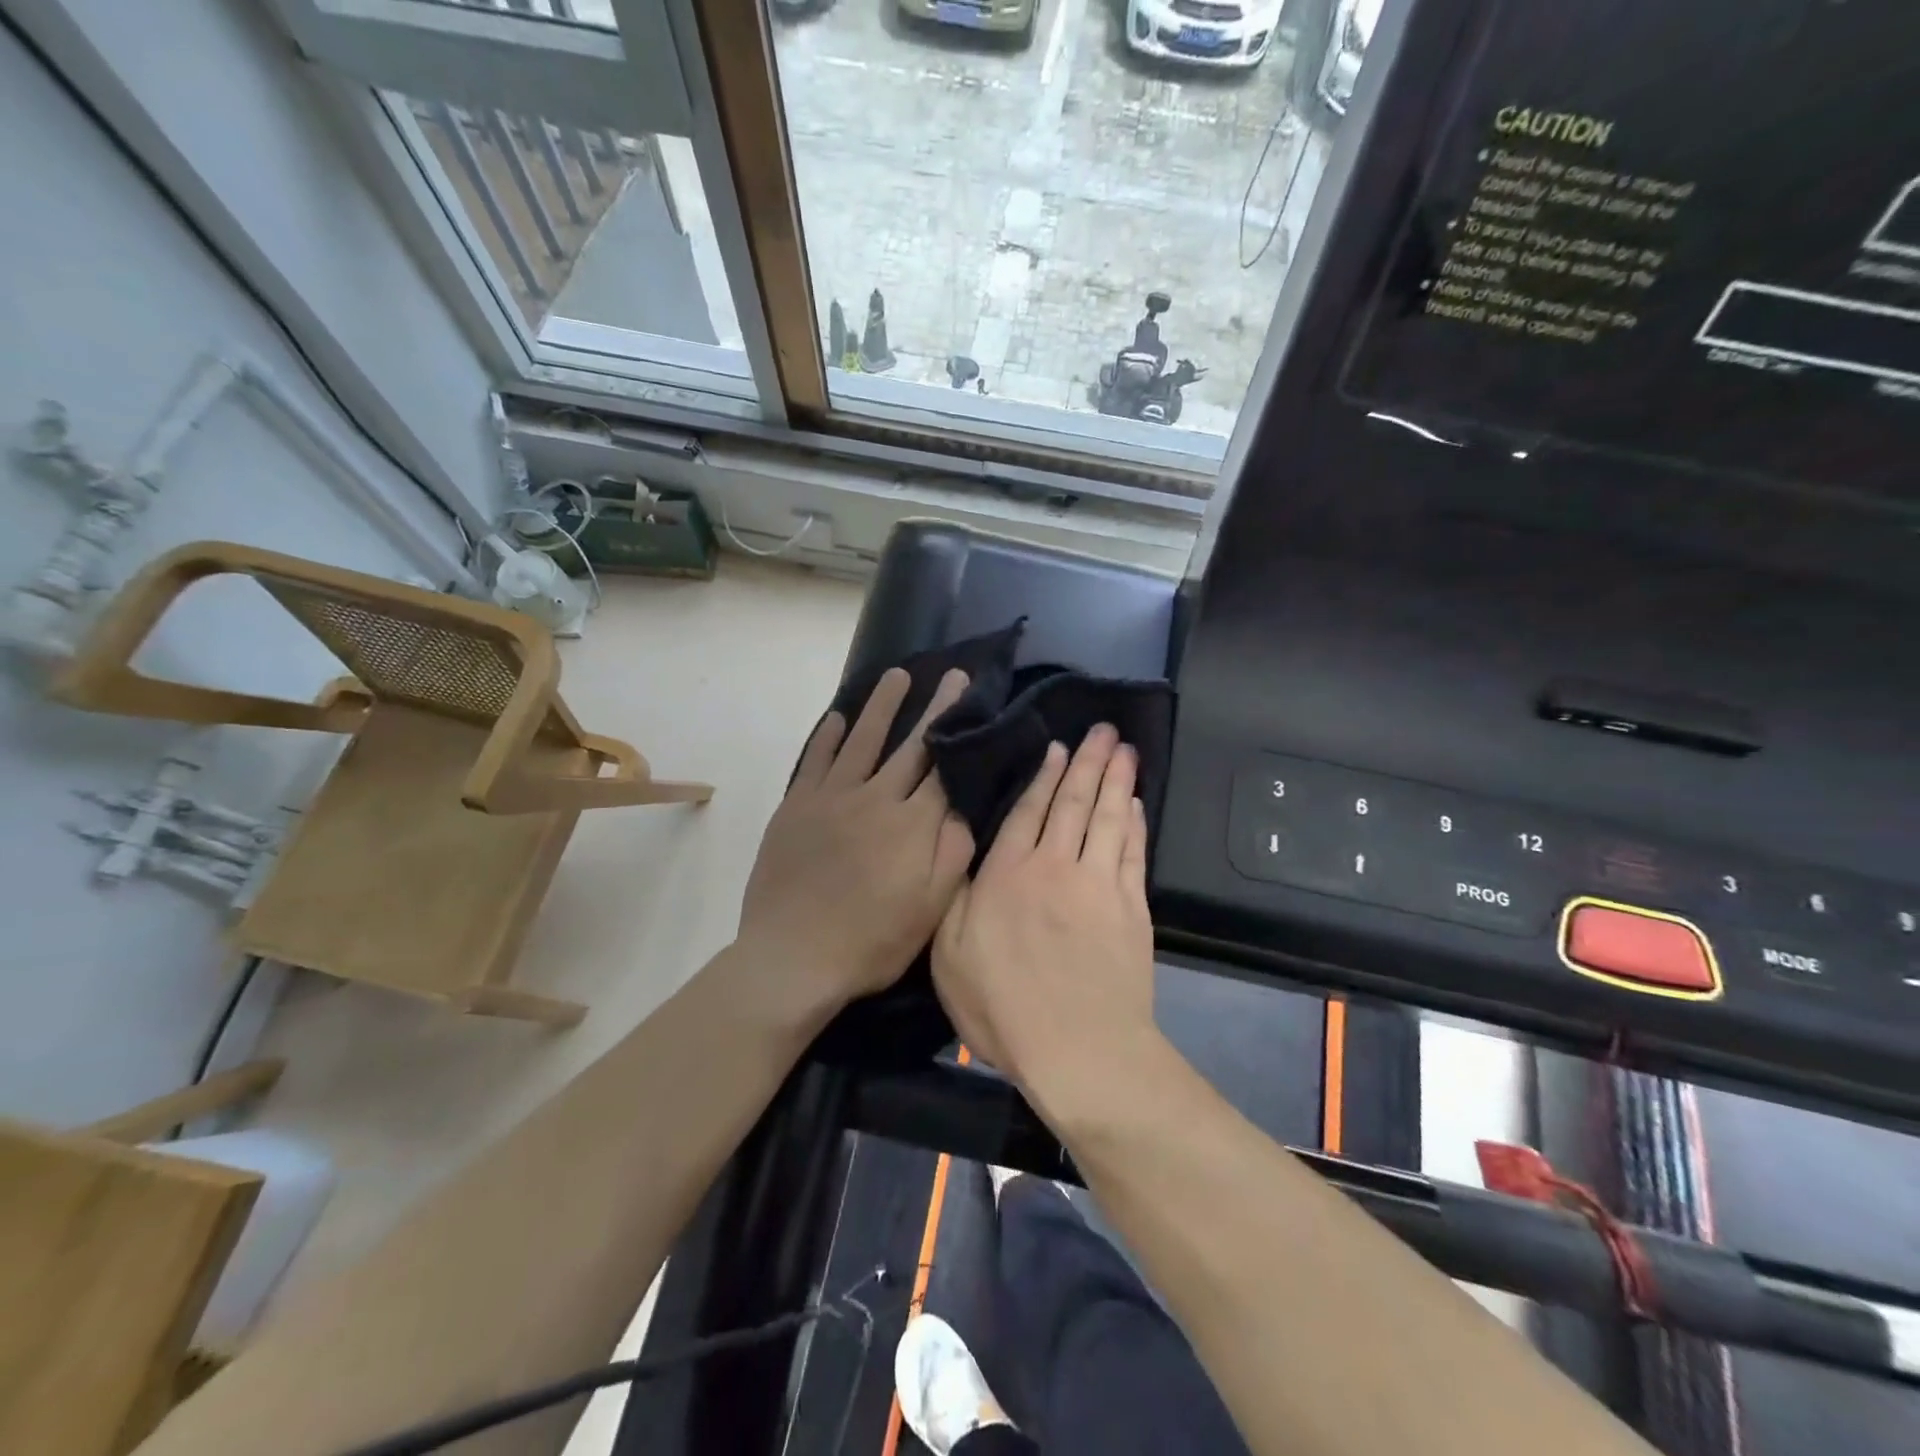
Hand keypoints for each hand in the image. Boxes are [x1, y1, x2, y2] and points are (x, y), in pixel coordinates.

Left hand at [738, 666, 974, 1010]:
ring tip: (895, 675)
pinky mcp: (798, 806)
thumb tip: (965, 807)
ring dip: (881, 706)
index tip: (972, 700)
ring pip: (863, 740)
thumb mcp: (930, 910)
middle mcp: (875, 798)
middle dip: (934, 707)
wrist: (793, 957)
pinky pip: (816, 760)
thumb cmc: (870, 941)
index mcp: (912, 824)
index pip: (944, 766)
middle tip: (950, 675)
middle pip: (910, 745)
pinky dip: (828, 736)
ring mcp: (832, 797)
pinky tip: (837, 717)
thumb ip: (953, 854)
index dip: (959, 730)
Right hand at [931, 725, 1157, 1121]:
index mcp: (1009, 873)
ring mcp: (1099, 883)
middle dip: (1088, 761)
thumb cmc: (1004, 1006)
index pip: (1029, 811)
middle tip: (1103, 729)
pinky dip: (1135, 823)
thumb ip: (959, 898)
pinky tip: (1136, 804)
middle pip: (1074, 802)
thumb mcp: (950, 955)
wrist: (1079, 1048)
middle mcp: (1056, 865)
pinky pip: (1132, 851)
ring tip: (1125, 748)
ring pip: (1109, 817)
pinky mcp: (1132, 907)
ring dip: (1117, 780)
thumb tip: (968, 856)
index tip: (1057, 747)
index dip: (1044, 776)